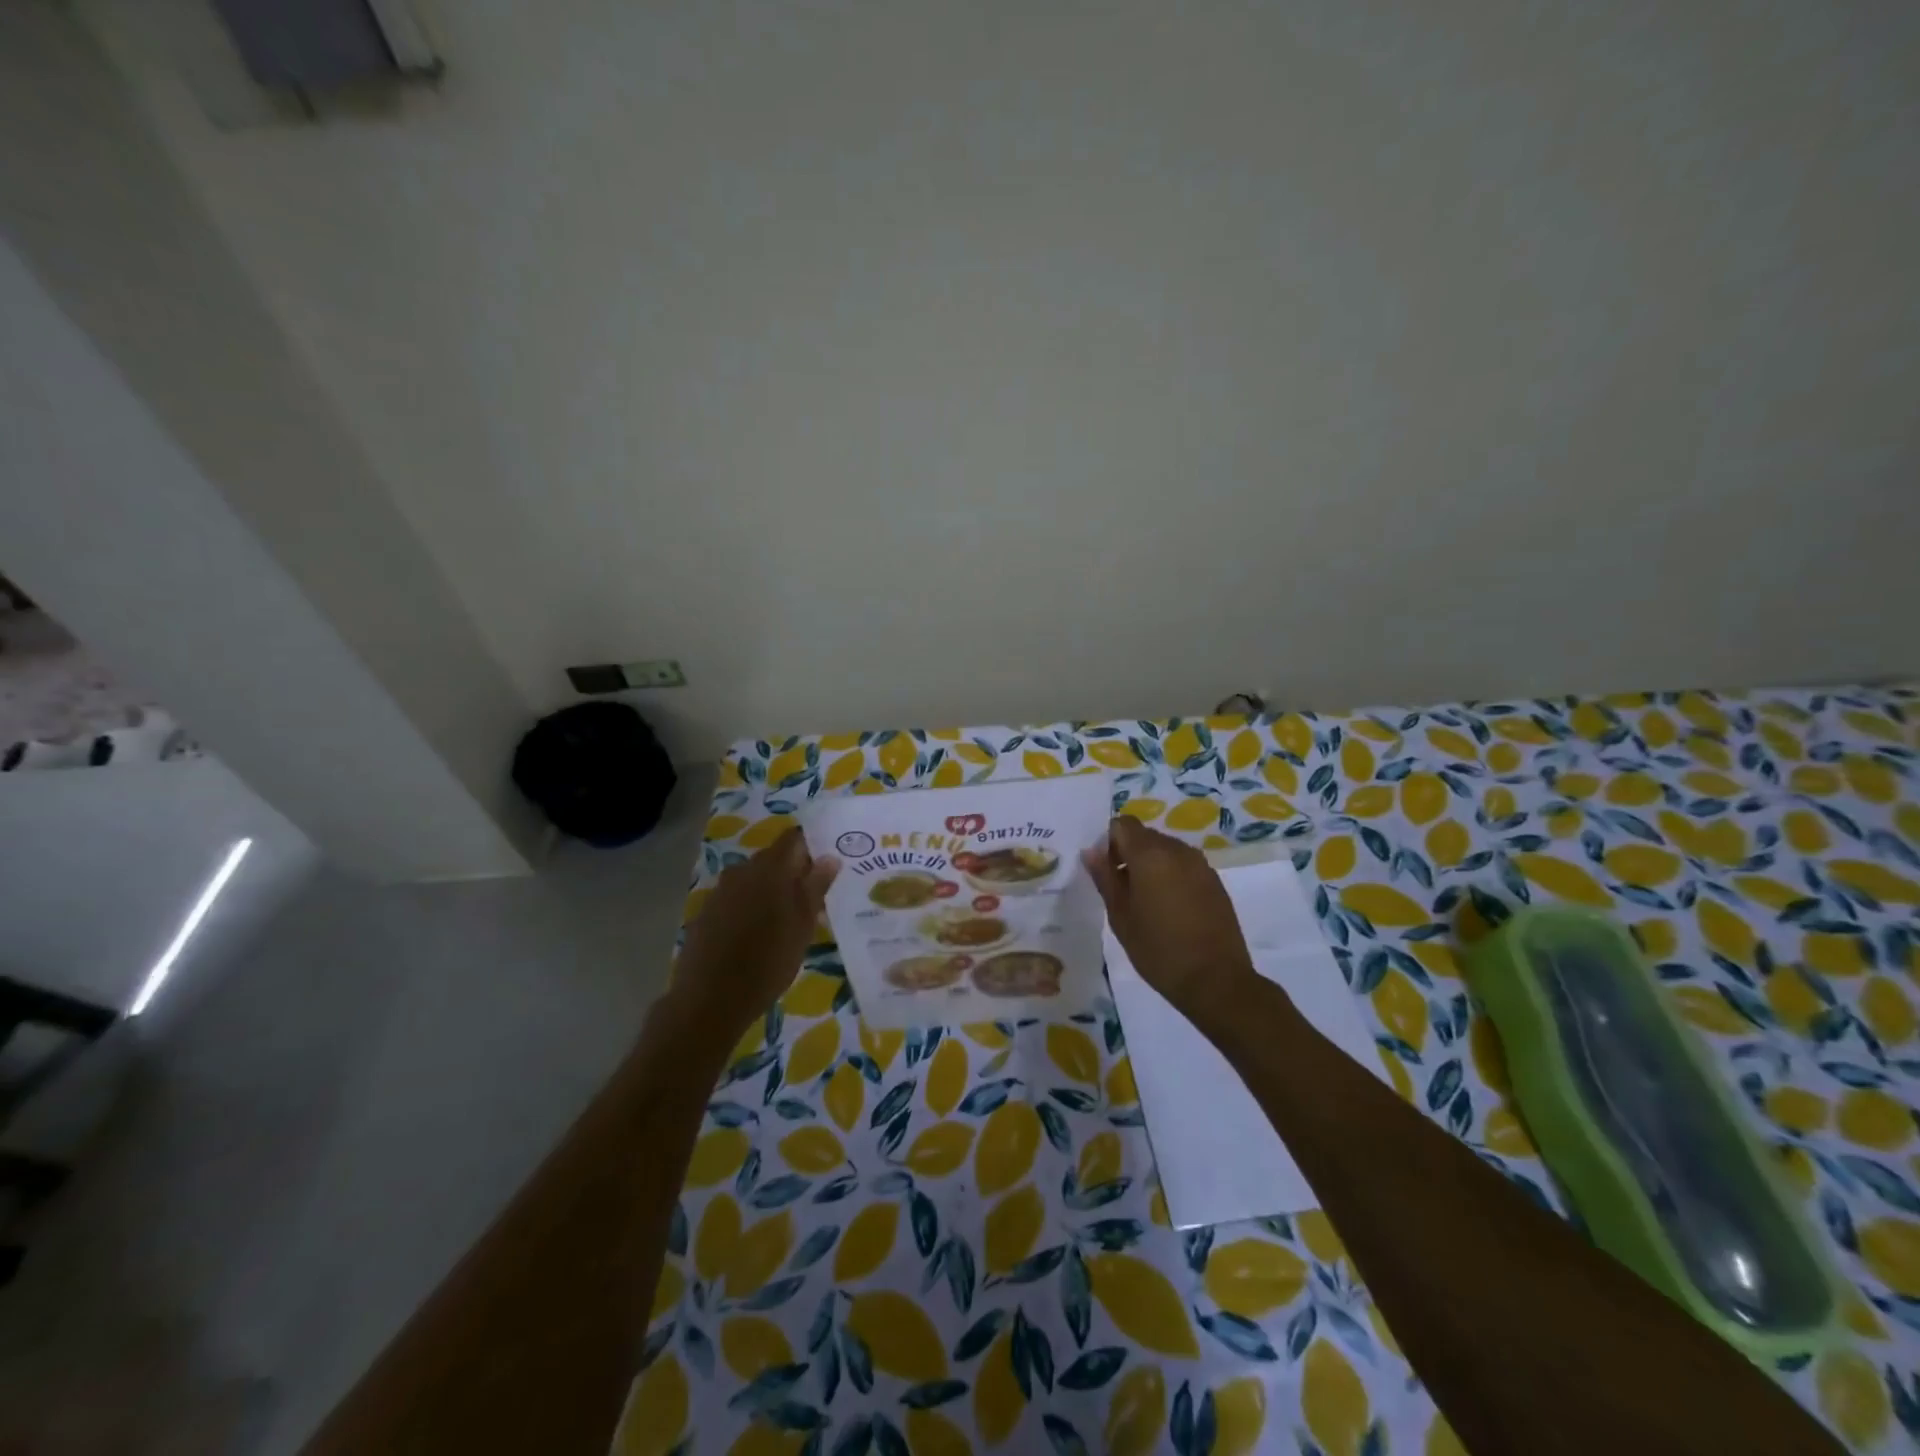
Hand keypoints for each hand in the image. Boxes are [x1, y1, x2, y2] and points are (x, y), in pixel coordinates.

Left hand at [668, 828, 838, 1036]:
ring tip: (788, 920)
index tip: (827, 866)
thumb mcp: (803, 926)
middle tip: (814, 899)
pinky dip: (751, 906)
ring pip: (755, 879)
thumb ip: (816, 887)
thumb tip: (830, 857)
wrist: (709, 1000)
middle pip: (774, 858)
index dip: (812, 846)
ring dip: (772, 891)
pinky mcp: (707, 912)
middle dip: (794, 872)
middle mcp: (742, 870)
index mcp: (770, 868)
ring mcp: (721, 890)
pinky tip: (758, 934)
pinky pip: (737, 898)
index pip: (794, 838)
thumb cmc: (767, 962)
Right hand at [1083, 816, 1259, 1023]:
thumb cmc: (1158, 950)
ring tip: (1147, 903)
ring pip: (1166, 850)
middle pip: (1144, 836)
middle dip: (1129, 854)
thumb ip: (1105, 877)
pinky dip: (1172, 877)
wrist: (1216, 981)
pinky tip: (1171, 910)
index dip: (1109, 842)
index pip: (1122, 824)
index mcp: (1150, 854)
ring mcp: (1200, 865)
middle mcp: (1177, 850)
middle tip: (1122, 891)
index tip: (1106, 872)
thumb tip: (1092, 851)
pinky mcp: (1215, 882)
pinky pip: (1184, 866)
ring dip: (1151, 866)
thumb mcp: (1120, 916)